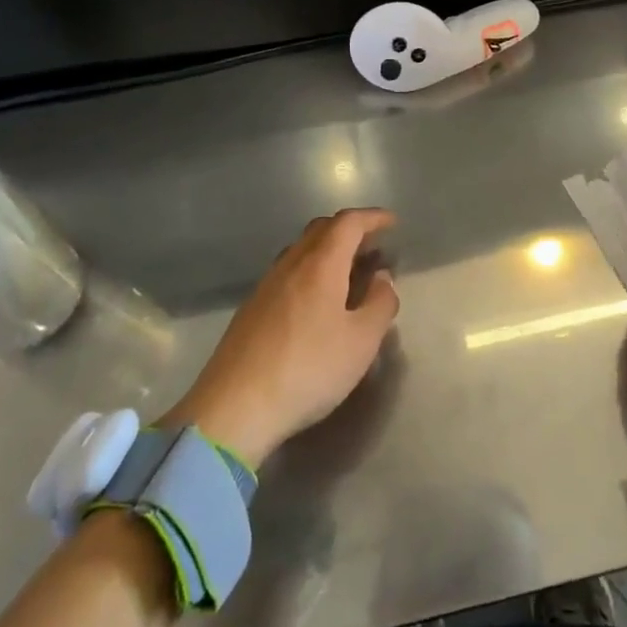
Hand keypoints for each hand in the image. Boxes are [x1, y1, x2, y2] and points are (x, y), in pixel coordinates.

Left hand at [165, 209, 398, 463]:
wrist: (234, 408)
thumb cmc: (308, 369)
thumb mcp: (361, 341)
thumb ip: (380, 304)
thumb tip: (382, 278)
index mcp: (320, 265)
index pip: (348, 223)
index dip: (372, 218)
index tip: (392, 222)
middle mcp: (291, 265)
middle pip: (321, 229)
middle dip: (350, 229)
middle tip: (372, 244)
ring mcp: (266, 286)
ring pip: (301, 250)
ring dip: (328, 250)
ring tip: (348, 271)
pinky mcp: (251, 309)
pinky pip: (288, 272)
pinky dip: (311, 270)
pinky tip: (317, 299)